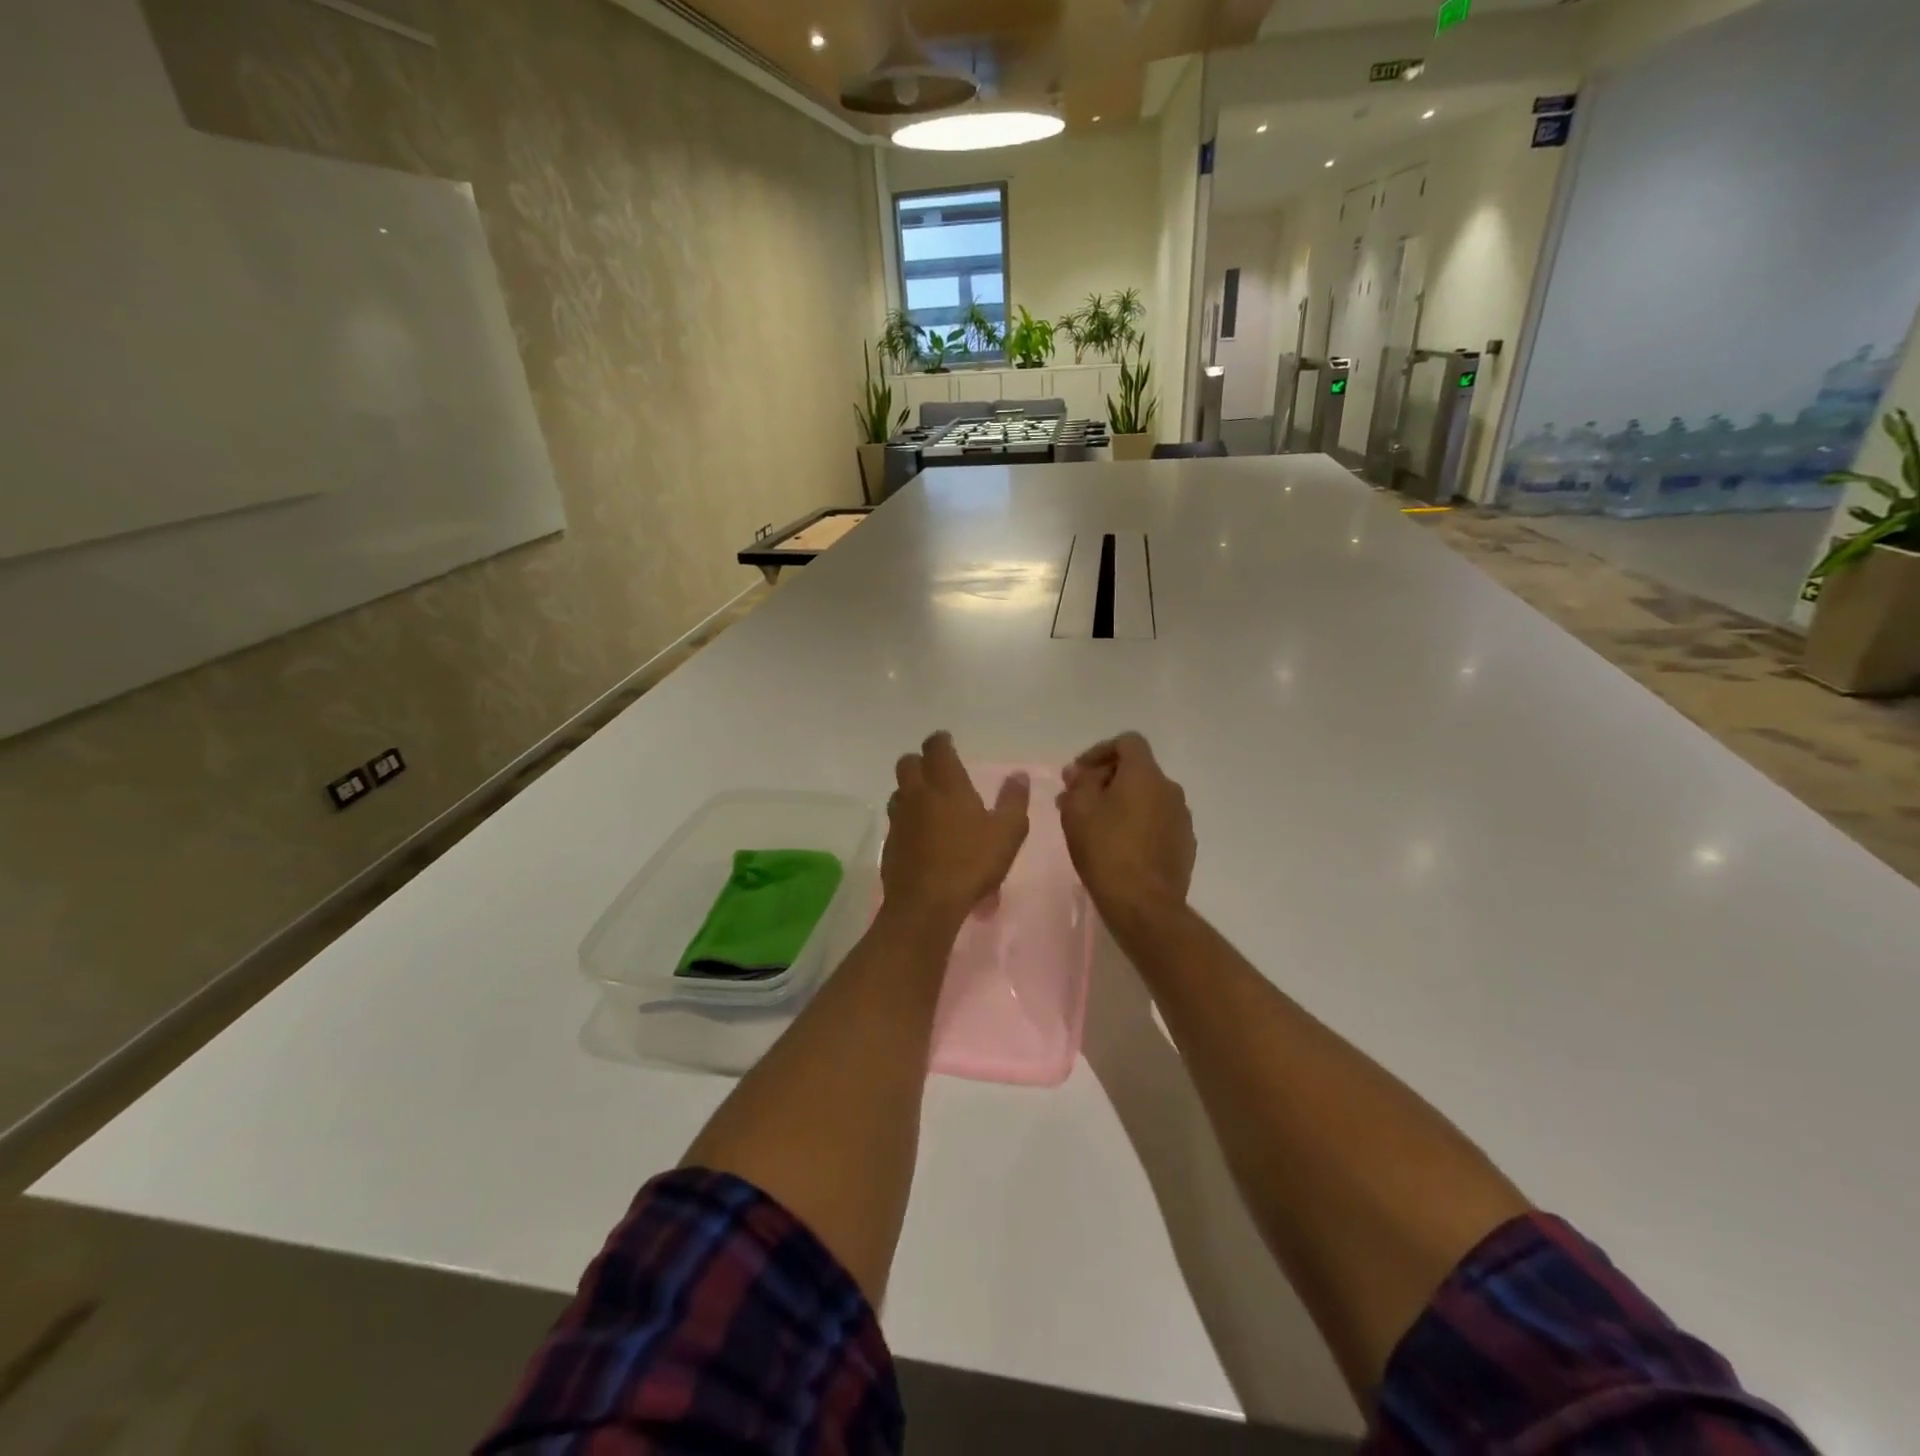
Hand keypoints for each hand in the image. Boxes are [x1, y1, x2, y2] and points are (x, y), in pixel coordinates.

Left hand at [883, 732, 1030, 924]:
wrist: (925, 904)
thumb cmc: (971, 862)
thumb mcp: (1007, 832)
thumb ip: (1013, 800)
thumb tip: (1018, 775)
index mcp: (946, 783)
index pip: (936, 747)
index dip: (941, 741)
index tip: (948, 742)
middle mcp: (917, 794)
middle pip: (908, 763)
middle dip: (921, 762)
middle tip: (938, 772)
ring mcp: (899, 818)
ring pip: (899, 792)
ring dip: (911, 790)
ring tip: (930, 803)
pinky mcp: (889, 843)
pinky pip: (896, 820)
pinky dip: (908, 820)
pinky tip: (922, 836)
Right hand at [1057, 733, 1194, 917]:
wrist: (1144, 904)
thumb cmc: (1105, 850)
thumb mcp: (1077, 811)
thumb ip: (1078, 783)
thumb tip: (1080, 772)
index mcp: (1145, 774)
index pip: (1127, 742)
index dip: (1099, 751)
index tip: (1078, 774)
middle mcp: (1169, 789)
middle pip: (1136, 771)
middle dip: (1106, 780)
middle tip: (1078, 802)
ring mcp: (1182, 818)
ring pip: (1147, 798)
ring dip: (1122, 803)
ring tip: (1096, 827)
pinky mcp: (1185, 844)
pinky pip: (1157, 822)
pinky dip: (1138, 824)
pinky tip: (1119, 847)